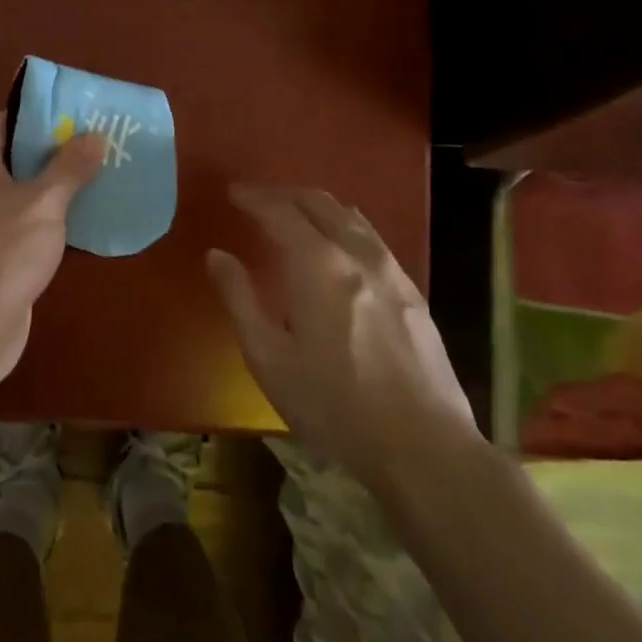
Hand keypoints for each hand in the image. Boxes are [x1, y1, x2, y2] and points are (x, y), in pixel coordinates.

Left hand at [0, 113, 106, 383]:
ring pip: (20, 188)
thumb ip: (70, 167)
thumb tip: (94, 136)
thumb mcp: (45, 202)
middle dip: (53, 148)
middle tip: (95, 140)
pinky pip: (21, 218)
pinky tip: (81, 215)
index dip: (39, 114)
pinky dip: (47, 213)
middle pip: (13, 153)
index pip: (5, 120)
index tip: (76, 112)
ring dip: (53, 182)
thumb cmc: (5, 250)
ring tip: (97, 171)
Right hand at [209, 187, 476, 489]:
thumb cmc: (334, 406)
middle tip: (257, 200)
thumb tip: (217, 255)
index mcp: (316, 264)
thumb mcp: (269, 358)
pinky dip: (342, 224)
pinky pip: (370, 236)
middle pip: (317, 201)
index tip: (232, 193)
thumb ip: (239, 298)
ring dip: (315, 205)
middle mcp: (355, 253)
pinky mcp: (410, 290)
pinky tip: (337, 247)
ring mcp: (390, 269)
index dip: (253, 197)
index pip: (279, 211)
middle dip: (283, 194)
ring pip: (348, 215)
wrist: (424, 447)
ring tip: (293, 216)